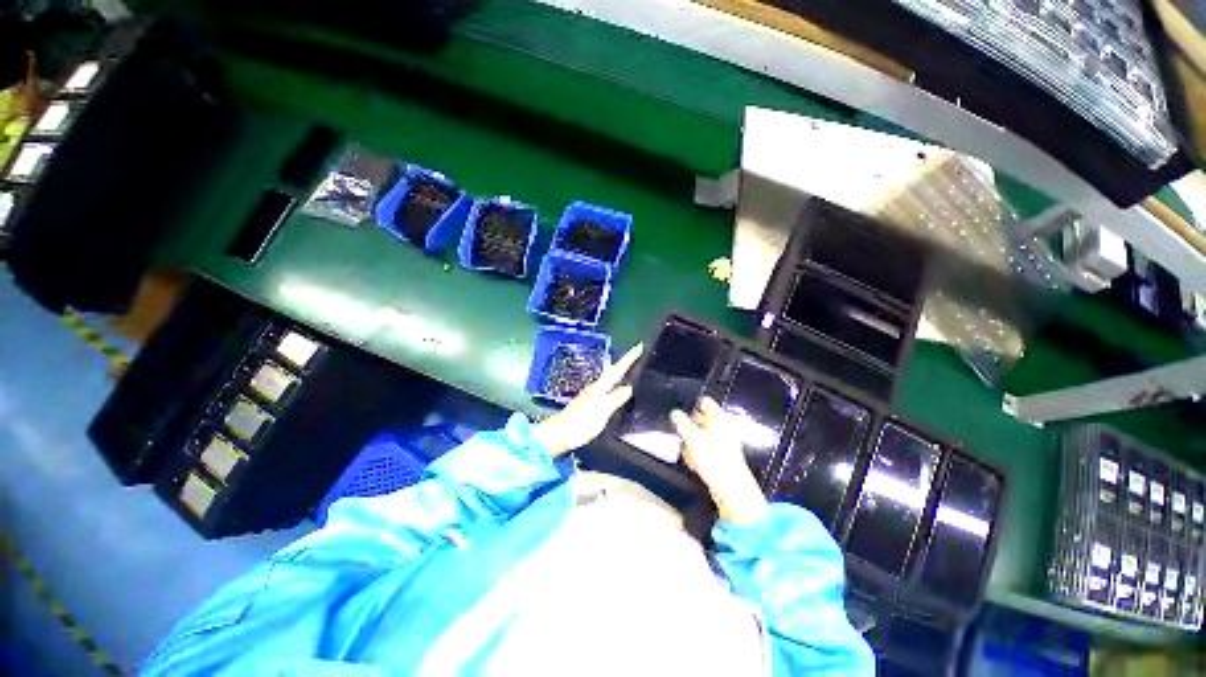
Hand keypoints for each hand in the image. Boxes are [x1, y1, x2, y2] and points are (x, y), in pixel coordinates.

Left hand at [533, 343, 643, 456]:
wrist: (559, 433)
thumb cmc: (581, 423)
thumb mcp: (603, 411)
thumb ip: (616, 398)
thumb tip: (629, 388)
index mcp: (600, 387)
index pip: (618, 369)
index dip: (629, 358)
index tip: (639, 346)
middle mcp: (596, 387)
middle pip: (613, 372)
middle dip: (625, 363)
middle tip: (637, 356)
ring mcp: (591, 395)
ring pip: (610, 380)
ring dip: (620, 373)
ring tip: (631, 371)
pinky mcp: (589, 403)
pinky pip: (607, 389)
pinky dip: (615, 385)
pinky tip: (617, 391)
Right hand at [672, 398, 767, 524]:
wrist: (732, 488)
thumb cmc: (714, 459)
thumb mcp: (693, 438)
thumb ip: (682, 423)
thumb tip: (675, 413)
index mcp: (719, 416)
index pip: (704, 402)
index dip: (691, 406)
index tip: (680, 415)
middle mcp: (724, 425)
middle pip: (702, 419)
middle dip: (689, 427)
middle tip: (682, 436)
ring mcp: (724, 440)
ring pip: (702, 435)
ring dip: (692, 443)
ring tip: (688, 453)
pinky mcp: (723, 455)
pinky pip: (706, 449)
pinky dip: (698, 453)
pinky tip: (694, 462)